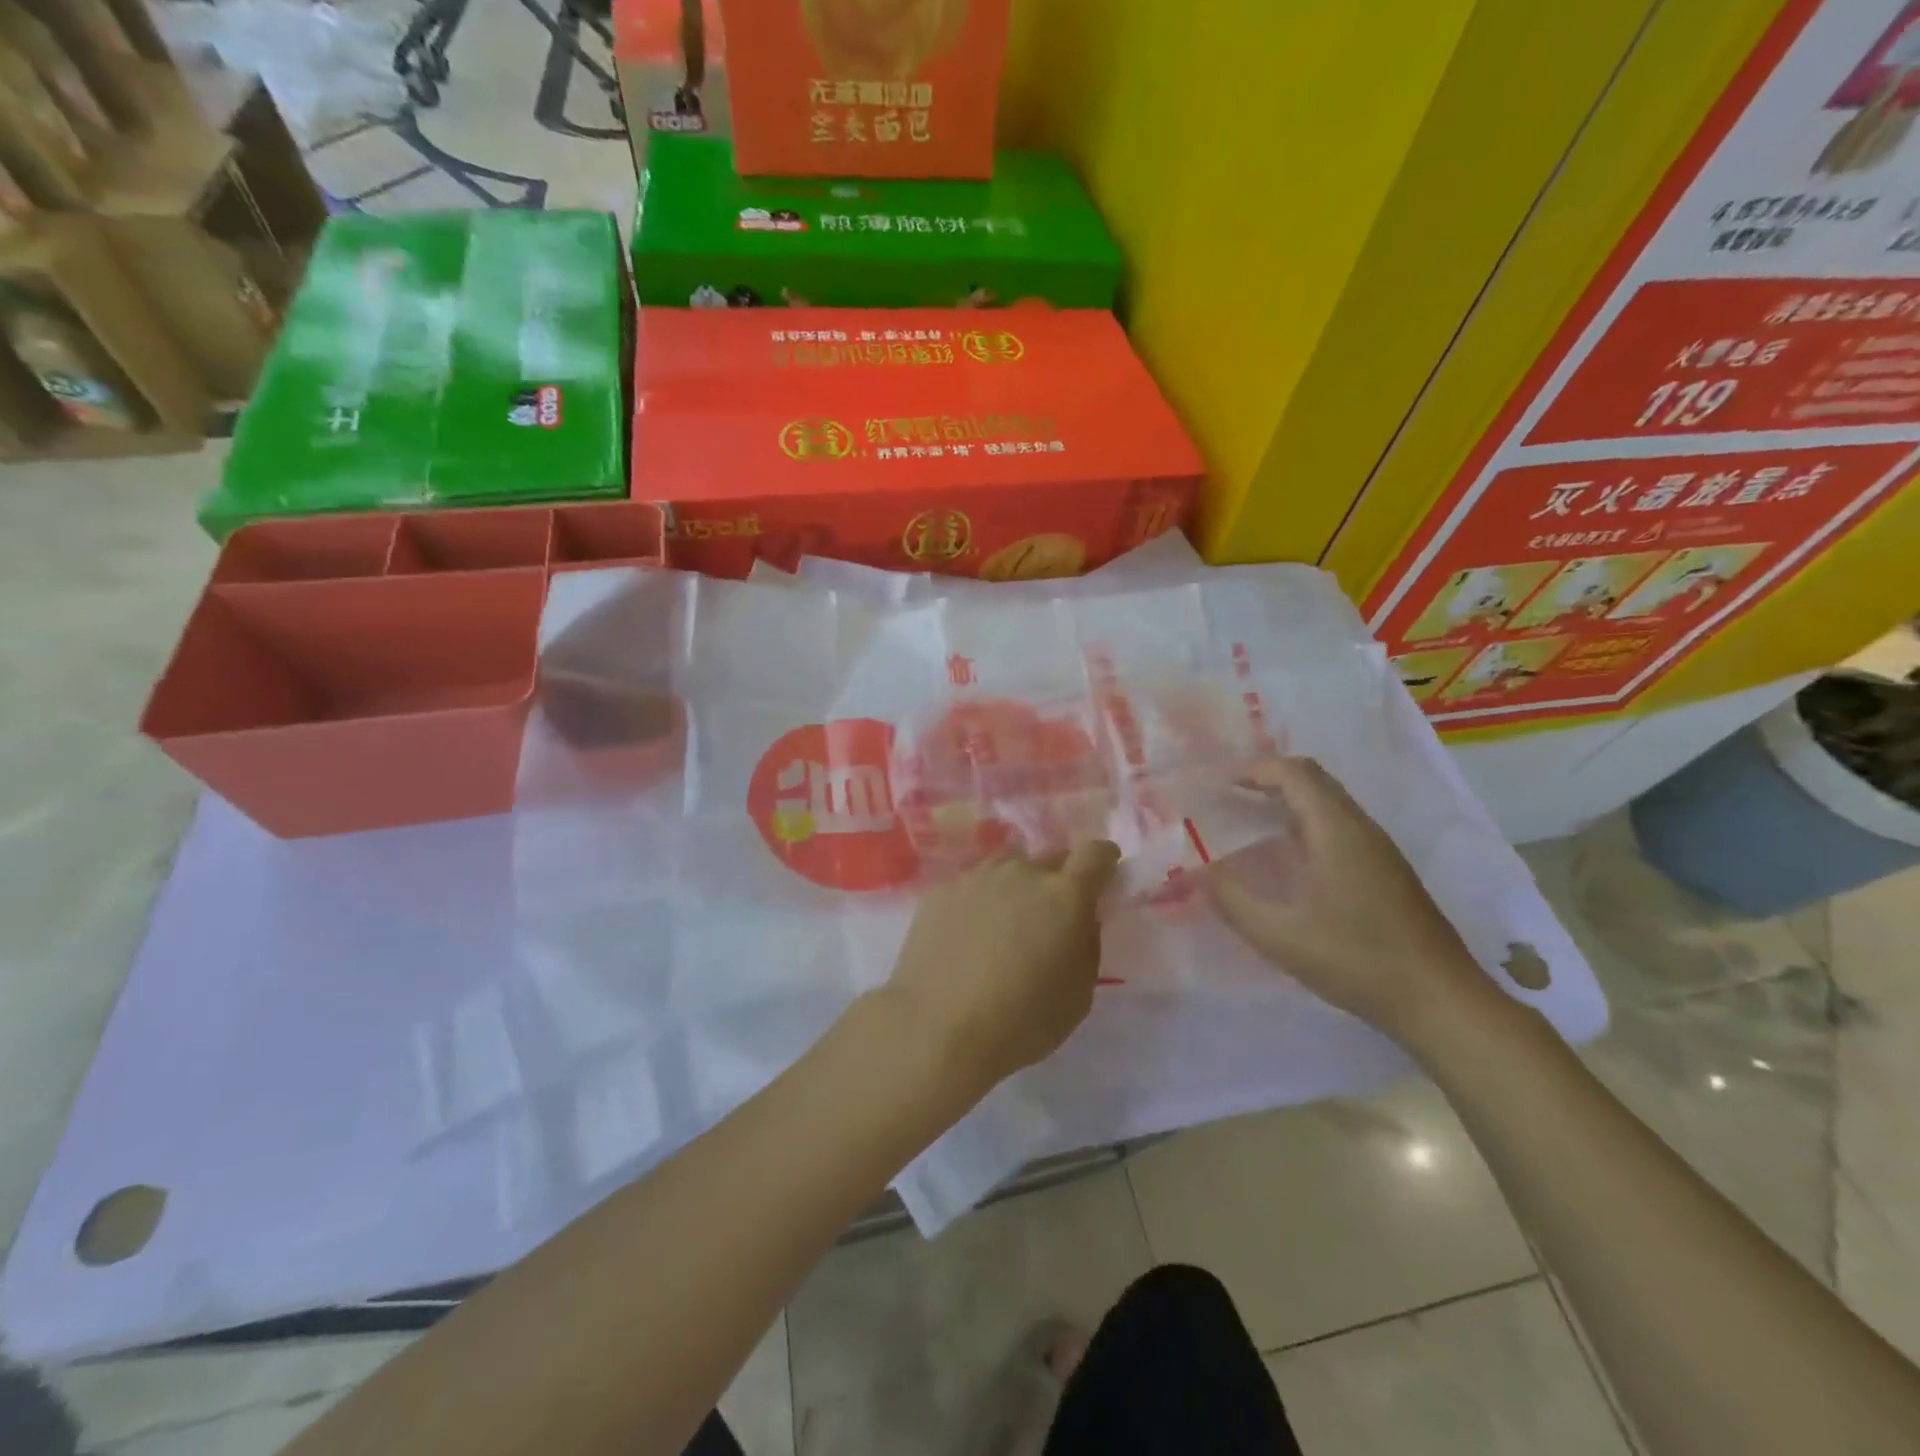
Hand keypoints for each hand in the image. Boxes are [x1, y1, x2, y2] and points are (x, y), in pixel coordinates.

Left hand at [883, 842, 1120, 1096]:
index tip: (1104, 873)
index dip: (1104, 860)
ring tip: (1007, 922)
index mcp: (1064, 896)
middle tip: (1052, 915)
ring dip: (1016, 885)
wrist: (935, 1027)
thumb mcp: (1078, 995)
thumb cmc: (1020, 1021)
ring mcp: (976, 877)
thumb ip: (1087, 945)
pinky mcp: (940, 891)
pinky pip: (971, 886)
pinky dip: (978, 902)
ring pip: (1007, 867)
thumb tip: (1081, 920)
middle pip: (1050, 858)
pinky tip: (967, 935)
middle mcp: (1021, 873)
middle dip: (1060, 878)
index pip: (1094, 854)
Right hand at [1207, 757, 1500, 1049]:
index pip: (1295, 774)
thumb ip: (1232, 899)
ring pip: (1330, 803)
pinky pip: (1341, 826)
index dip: (1256, 770)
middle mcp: (1361, 829)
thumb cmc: (1356, 960)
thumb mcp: (1280, 935)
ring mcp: (1380, 850)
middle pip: (1315, 780)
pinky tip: (1290, 859)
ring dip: (1290, 801)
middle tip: (1231, 798)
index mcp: (1336, 831)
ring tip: (1252, 822)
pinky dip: (1307, 823)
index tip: (1220, 785)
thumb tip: (1199, 871)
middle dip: (1270, 779)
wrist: (1440, 1000)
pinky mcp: (1388, 871)